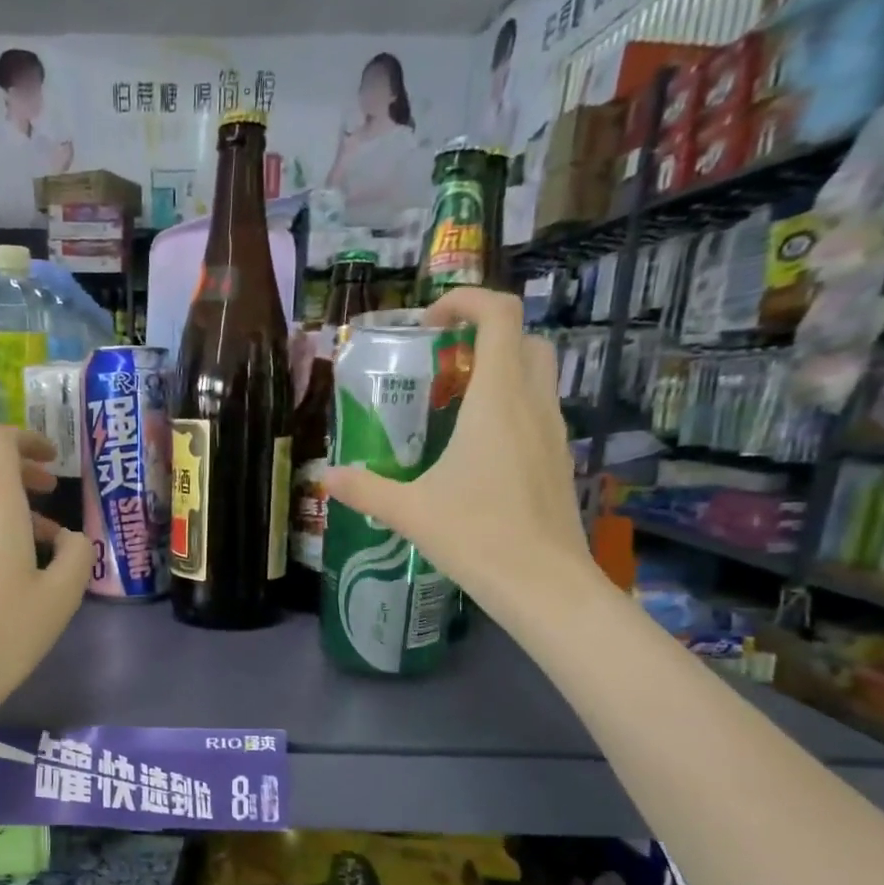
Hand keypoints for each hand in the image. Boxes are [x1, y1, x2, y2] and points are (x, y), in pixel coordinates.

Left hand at [0, 426, 89, 733]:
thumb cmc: (4, 635)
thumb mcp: (61, 598)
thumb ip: (77, 555)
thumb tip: (71, 538)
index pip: (0, 440)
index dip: (28, 438)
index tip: (54, 461)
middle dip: (13, 463)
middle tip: (45, 491)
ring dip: (0, 498)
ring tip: (37, 541)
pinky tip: (1, 569)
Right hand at [323, 287, 600, 617]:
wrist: (544, 584)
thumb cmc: (477, 536)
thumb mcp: (410, 511)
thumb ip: (365, 489)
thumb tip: (325, 478)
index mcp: (497, 400)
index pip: (500, 315)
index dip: (467, 300)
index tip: (430, 322)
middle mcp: (532, 403)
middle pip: (524, 339)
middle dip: (485, 335)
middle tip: (442, 364)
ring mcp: (553, 431)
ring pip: (537, 374)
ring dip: (500, 371)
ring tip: (453, 407)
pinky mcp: (558, 459)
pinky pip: (537, 411)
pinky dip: (510, 407)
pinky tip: (476, 451)